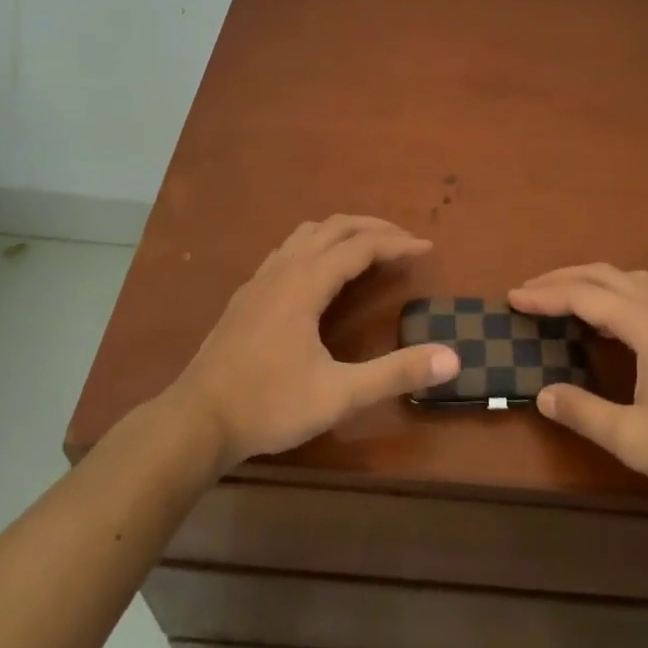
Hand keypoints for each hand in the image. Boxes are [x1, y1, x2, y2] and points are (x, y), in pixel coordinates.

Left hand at [168, 216, 458, 471]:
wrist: (196, 421)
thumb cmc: (269, 405)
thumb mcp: (339, 395)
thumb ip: (395, 373)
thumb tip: (452, 358)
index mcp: (307, 283)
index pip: (361, 246)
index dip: (397, 244)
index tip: (427, 249)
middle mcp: (284, 268)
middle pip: (334, 227)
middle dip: (374, 228)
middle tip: (405, 242)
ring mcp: (261, 279)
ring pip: (307, 233)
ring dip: (343, 231)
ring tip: (368, 248)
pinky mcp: (247, 294)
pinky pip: (289, 249)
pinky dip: (317, 245)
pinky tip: (320, 272)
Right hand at [509, 264, 647, 511]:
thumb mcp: (636, 440)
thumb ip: (585, 413)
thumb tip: (541, 393)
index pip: (586, 297)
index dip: (546, 296)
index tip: (512, 298)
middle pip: (605, 276)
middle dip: (562, 278)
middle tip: (527, 291)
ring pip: (628, 279)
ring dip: (590, 280)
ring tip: (563, 296)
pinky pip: (644, 292)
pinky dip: (614, 292)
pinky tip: (610, 319)